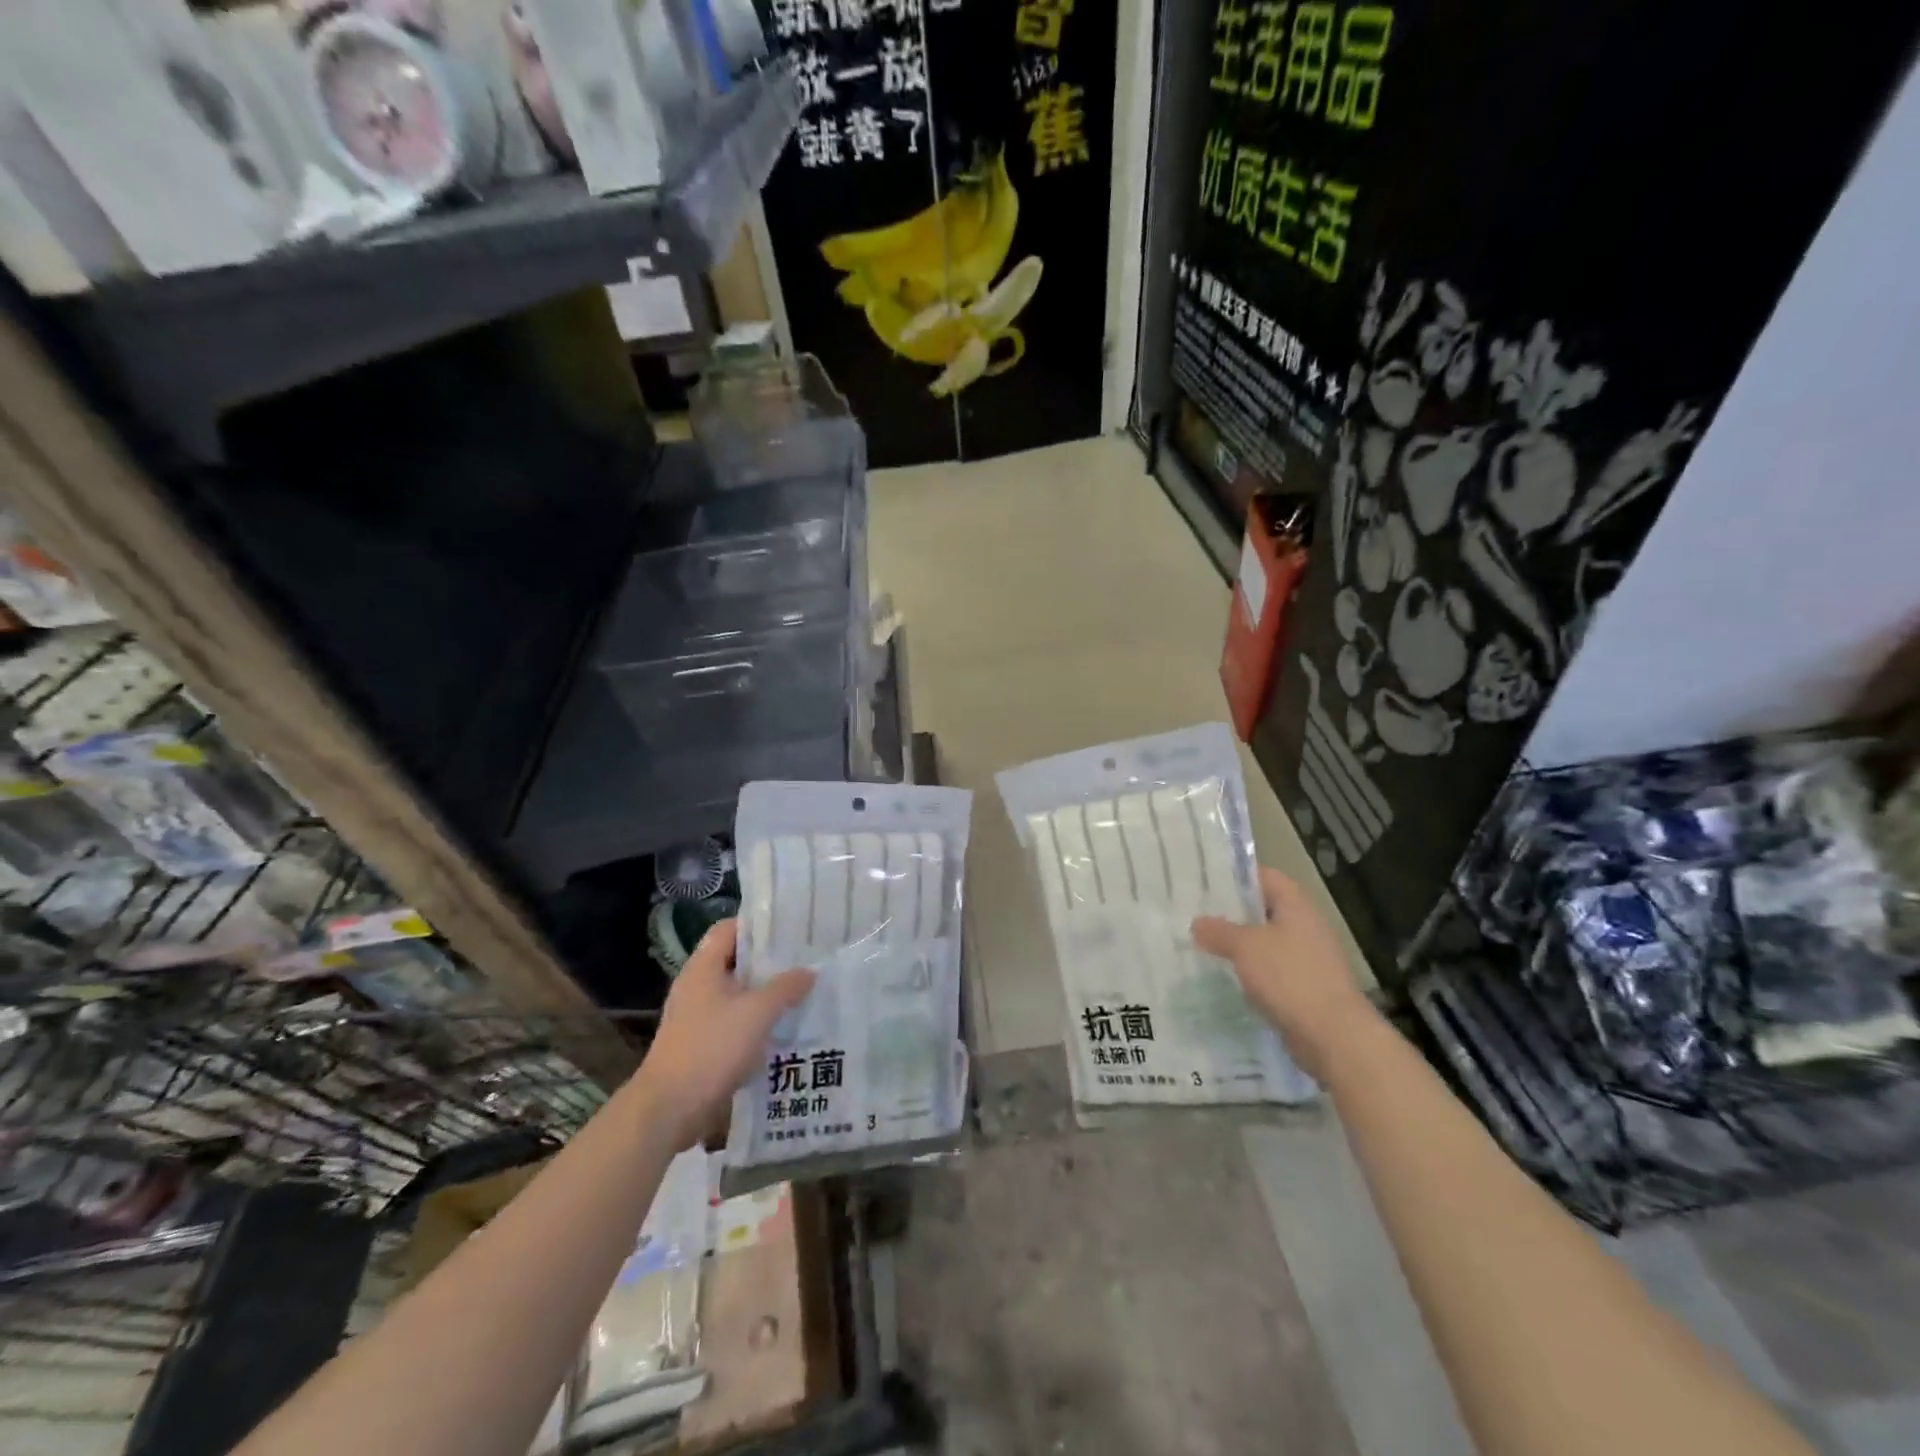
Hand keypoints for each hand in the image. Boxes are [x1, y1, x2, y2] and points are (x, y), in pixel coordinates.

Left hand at [634, 920, 814, 1148]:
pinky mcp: (701, 1043)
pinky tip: (783, 1028)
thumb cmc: (711, 1048)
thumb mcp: (757, 1013)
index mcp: (704, 967)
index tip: (791, 928)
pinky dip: (756, 1021)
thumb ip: (786, 988)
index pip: (730, 928)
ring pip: (737, 993)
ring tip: (802, 992)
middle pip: (736, 960)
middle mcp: (697, 985)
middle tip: (805, 959)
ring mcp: (697, 1015)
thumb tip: (808, 971)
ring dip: (765, 993)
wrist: (669, 1109)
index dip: (759, 925)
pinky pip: (734, 1021)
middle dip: (769, 961)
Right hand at [1193, 867, 1378, 1079]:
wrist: (1334, 1037)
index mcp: (1296, 906)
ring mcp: (1306, 959)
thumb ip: (1219, 931)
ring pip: (1264, 942)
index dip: (1235, 875)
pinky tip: (1222, 977)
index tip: (1203, 880)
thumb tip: (1197, 923)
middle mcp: (1304, 927)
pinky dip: (1248, 972)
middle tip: (1193, 912)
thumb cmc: (1290, 978)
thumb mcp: (1246, 947)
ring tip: (1201, 944)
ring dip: (1237, 945)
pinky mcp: (1303, 988)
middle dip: (1230, 912)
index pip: (1264, 876)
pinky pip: (1269, 971)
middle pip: (1263, 909)